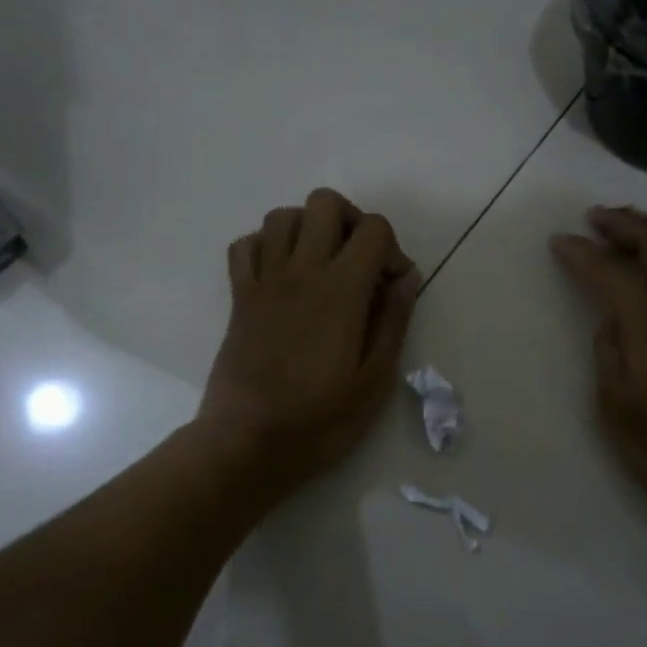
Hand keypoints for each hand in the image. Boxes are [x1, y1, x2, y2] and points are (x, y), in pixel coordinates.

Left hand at [198, 189, 419, 495]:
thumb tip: (407, 277)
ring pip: (282, 216)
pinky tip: (281, 274)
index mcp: (341, 290)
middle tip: (359, 262)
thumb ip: (394, 321)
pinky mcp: (238, 297)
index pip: (373, 229)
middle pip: (324, 203)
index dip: (392, 249)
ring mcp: (264, 281)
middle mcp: (301, 271)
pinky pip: (245, 245)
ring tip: (321, 264)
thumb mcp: (375, 380)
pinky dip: (265, 246)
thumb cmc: (319, 420)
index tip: (392, 287)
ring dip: (308, 228)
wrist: (246, 444)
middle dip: (351, 221)